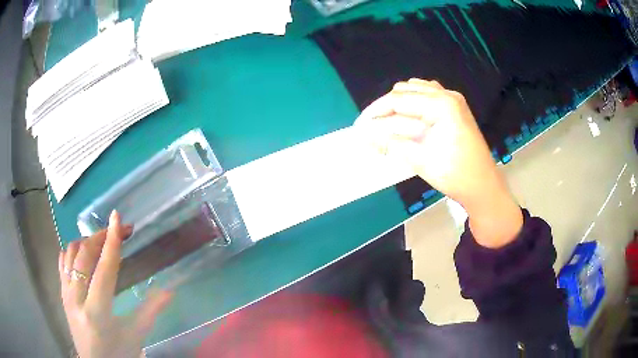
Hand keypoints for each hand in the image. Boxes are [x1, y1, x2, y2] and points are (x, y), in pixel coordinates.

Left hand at [59, 210, 171, 357]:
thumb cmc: (117, 353)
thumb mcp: (135, 336)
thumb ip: (150, 312)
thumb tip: (170, 290)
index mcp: (96, 312)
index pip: (104, 270)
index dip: (112, 242)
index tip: (117, 218)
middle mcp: (76, 298)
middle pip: (85, 255)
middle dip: (102, 236)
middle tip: (118, 229)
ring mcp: (66, 294)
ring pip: (71, 253)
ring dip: (86, 241)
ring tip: (102, 240)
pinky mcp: (61, 293)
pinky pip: (62, 262)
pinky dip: (72, 250)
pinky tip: (82, 252)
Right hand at [355, 79, 521, 246]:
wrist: (483, 187)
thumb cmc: (455, 175)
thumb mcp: (420, 159)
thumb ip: (390, 143)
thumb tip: (363, 135)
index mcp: (441, 105)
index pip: (399, 100)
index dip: (375, 111)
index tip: (358, 125)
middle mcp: (447, 95)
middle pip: (405, 92)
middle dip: (385, 108)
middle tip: (370, 128)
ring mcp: (453, 100)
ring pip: (415, 91)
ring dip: (398, 104)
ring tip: (385, 123)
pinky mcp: (455, 108)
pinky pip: (427, 96)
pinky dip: (412, 104)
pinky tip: (406, 117)